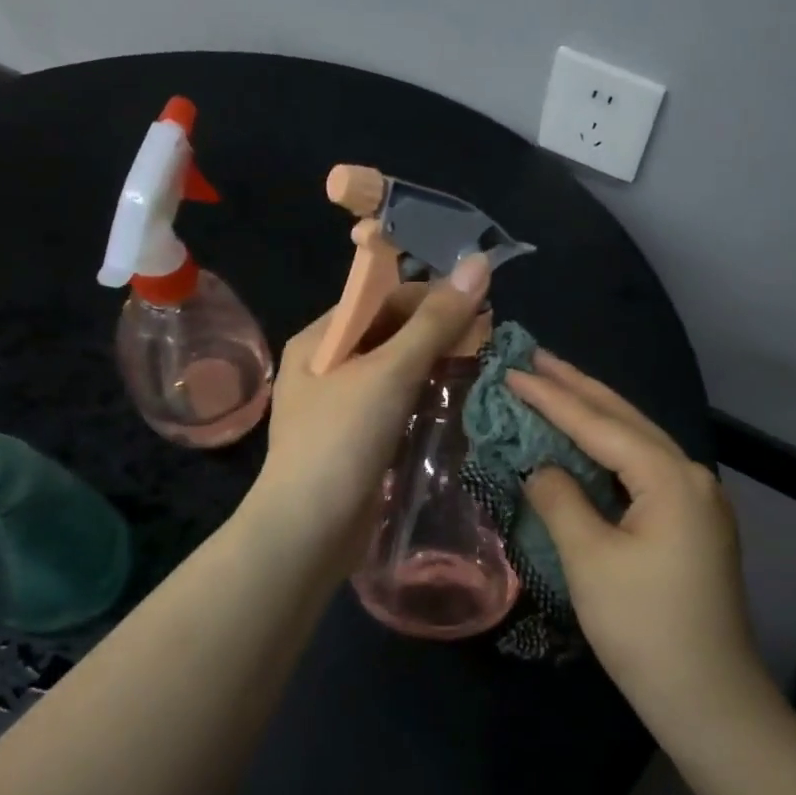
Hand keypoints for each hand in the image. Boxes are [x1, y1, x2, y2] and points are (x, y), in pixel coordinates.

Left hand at [249, 255, 490, 557]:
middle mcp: (326, 367)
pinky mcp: (357, 442)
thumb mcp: (389, 373)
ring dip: (434, 367)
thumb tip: (479, 263)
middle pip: (389, 334)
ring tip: (481, 367)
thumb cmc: (341, 440)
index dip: (430, 296)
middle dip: (437, 333)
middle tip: (488, 340)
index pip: (380, 299)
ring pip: (395, 373)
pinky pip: (395, 407)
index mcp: (319, 339)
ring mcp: (340, 408)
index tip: (480, 306)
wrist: (308, 531)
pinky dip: (424, 400)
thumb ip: (435, 322)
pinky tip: (455, 404)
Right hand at [510, 354, 763, 711]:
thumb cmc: (643, 626)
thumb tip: (540, 467)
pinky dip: (610, 452)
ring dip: (596, 415)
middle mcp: (691, 477)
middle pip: (627, 420)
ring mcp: (696, 502)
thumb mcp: (590, 559)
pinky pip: (643, 472)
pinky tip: (588, 445)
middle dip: (580, 387)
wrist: (706, 696)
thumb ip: (560, 499)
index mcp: (671, 478)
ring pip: (638, 443)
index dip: (552, 398)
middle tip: (536, 357)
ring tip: (557, 385)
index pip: (600, 425)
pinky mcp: (691, 526)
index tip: (512, 371)